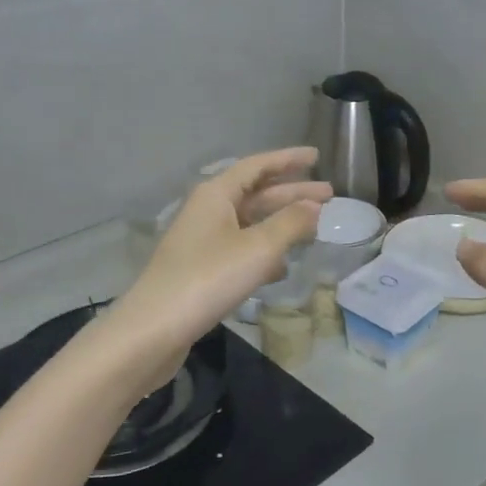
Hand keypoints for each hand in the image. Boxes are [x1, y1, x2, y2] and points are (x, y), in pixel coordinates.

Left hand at [106, 148, 331, 382]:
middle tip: (329, 195)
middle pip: (256, 194)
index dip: (288, 159)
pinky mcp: (202, 270)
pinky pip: (241, 249)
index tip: (317, 156)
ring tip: (314, 228)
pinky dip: (264, 252)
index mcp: (216, 194)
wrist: (155, 328)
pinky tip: (283, 268)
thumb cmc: (209, 278)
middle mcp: (207, 211)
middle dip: (292, 193)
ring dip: (281, 224)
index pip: (257, 166)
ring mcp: (202, 241)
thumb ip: (291, 224)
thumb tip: (314, 206)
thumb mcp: (259, 248)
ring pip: (250, 223)